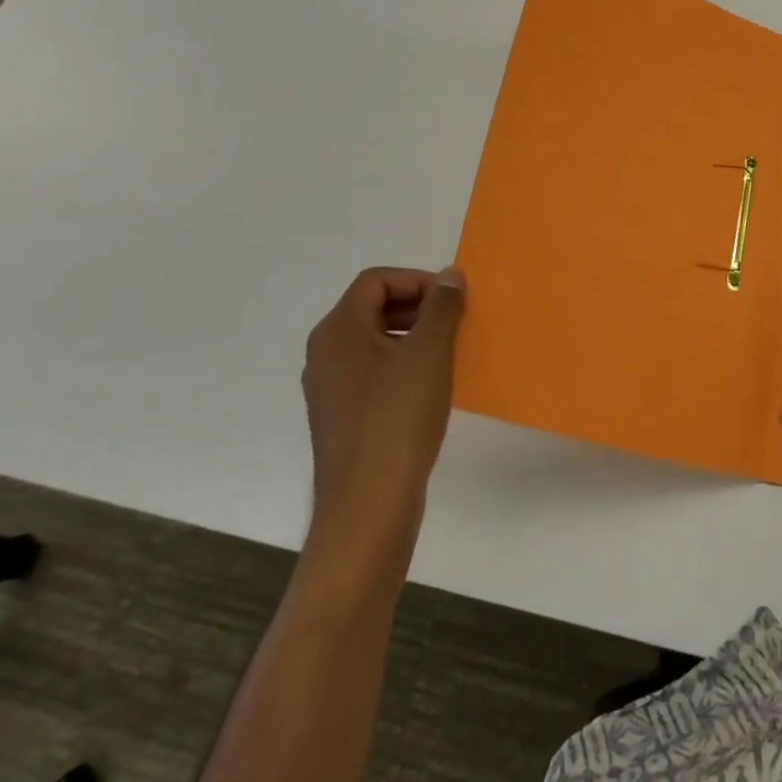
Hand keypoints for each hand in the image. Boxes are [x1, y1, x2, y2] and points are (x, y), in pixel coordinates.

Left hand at [302, 265, 466, 556]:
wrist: (368, 506)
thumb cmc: (398, 418)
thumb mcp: (429, 352)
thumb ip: (442, 306)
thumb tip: (450, 274)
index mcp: (338, 331)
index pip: (375, 281)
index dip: (417, 280)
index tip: (452, 299)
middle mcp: (326, 354)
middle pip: (373, 308)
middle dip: (418, 306)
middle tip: (455, 321)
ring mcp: (331, 389)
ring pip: (375, 342)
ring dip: (414, 336)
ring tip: (449, 352)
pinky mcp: (343, 418)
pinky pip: (374, 373)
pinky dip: (404, 366)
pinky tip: (432, 387)